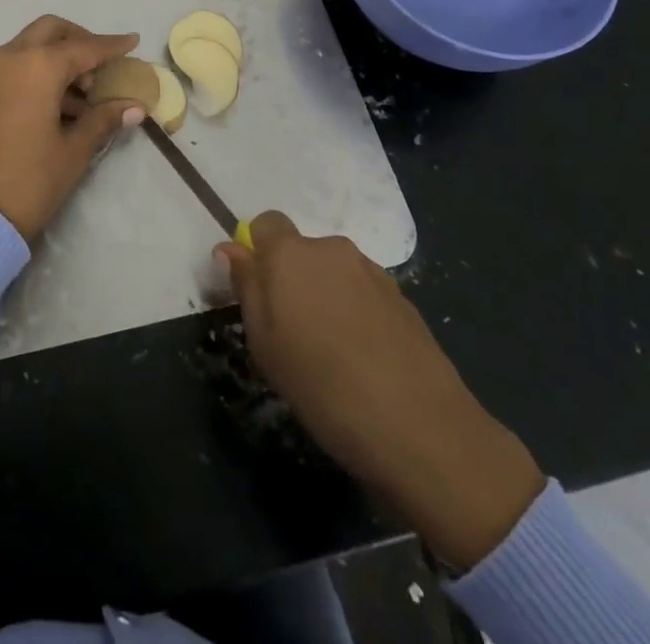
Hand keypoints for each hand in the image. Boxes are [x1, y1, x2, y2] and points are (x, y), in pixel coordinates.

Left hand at [0, 16, 145, 241]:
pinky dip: (41, 70)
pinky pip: (17, 64)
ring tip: (88, 95)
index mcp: (38, 67)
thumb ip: (104, 119)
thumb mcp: (74, 150)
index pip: (84, 48)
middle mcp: (11, 58)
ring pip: (32, 46)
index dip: (111, 46)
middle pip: (52, 31)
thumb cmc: (30, 179)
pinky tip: (63, 104)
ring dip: (60, 58)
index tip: (133, 41)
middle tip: (103, 65)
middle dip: (80, 41)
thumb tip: (135, 106)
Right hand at [217, 212, 544, 567]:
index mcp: (291, 253)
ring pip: (334, 272)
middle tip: (292, 333)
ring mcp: (372, 270)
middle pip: (301, 250)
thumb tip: (230, 248)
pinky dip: (356, 312)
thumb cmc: (323, 385)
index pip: (265, 223)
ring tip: (332, 352)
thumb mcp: (265, 343)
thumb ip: (246, 287)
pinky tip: (364, 358)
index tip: (259, 293)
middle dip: (293, 279)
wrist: (420, 426)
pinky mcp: (402, 297)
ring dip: (326, 296)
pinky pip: (363, 292)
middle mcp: (331, 248)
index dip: (258, 251)